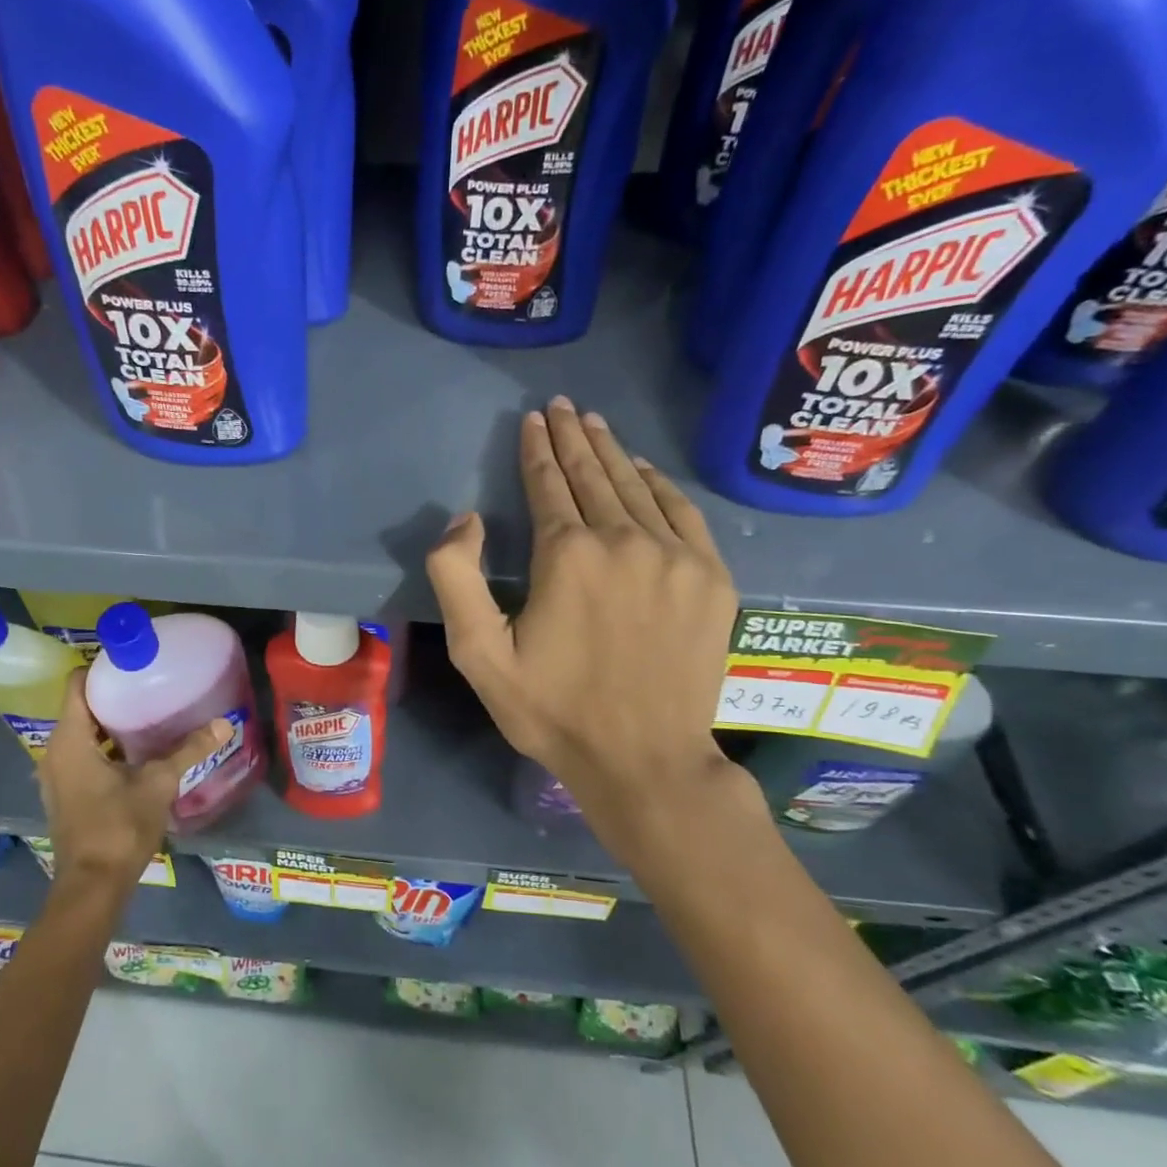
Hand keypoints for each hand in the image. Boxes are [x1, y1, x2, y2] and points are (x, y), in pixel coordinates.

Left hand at [39, 669, 231, 889]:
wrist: (92, 886)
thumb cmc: (119, 827)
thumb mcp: (158, 784)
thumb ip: (188, 750)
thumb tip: (224, 723)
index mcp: (70, 740)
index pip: (76, 684)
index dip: (101, 668)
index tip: (133, 661)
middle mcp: (54, 752)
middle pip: (80, 706)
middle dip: (112, 693)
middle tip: (148, 682)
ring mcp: (56, 775)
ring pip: (81, 732)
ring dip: (108, 721)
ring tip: (147, 710)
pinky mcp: (64, 794)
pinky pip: (81, 754)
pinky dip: (103, 745)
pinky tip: (136, 749)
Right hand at [426, 397, 754, 863]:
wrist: (645, 761)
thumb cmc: (553, 711)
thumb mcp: (478, 656)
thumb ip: (456, 578)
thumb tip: (466, 518)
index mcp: (568, 556)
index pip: (548, 485)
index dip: (537, 449)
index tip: (533, 418)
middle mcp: (624, 541)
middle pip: (593, 475)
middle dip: (573, 437)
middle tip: (563, 405)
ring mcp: (676, 557)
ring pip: (636, 487)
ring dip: (612, 452)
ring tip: (595, 423)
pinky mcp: (710, 578)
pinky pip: (682, 512)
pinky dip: (659, 484)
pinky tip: (644, 468)